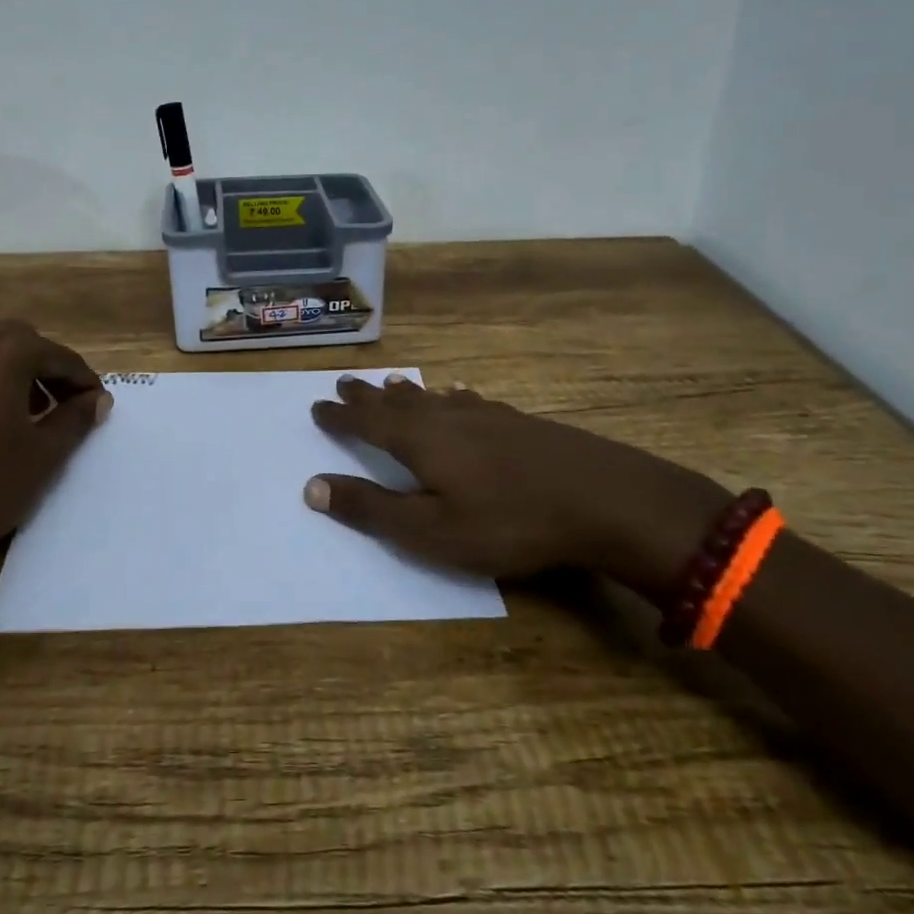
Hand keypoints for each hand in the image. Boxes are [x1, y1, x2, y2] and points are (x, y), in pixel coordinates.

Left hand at [0, 320, 109, 589]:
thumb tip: (98, 400)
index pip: (59, 356)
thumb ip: (76, 419)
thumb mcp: (44, 455)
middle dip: (47, 366)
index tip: (99, 405)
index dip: (84, 381)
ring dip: (15, 373)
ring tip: (31, 414)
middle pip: (20, 341)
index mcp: (6, 353)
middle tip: (65, 402)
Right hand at [305, 374, 730, 596]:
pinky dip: (451, 397)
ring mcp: (484, 416)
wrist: (601, 498)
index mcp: (418, 442)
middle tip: (345, 383)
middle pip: (396, 402)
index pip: (366, 424)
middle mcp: (445, 418)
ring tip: (390, 384)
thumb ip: (371, 509)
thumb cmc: (507, 522)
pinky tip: (459, 395)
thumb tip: (312, 486)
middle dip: (367, 397)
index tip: (317, 406)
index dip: (340, 418)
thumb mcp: (430, 530)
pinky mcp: (516, 421)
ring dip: (405, 393)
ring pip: (432, 398)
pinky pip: (469, 401)